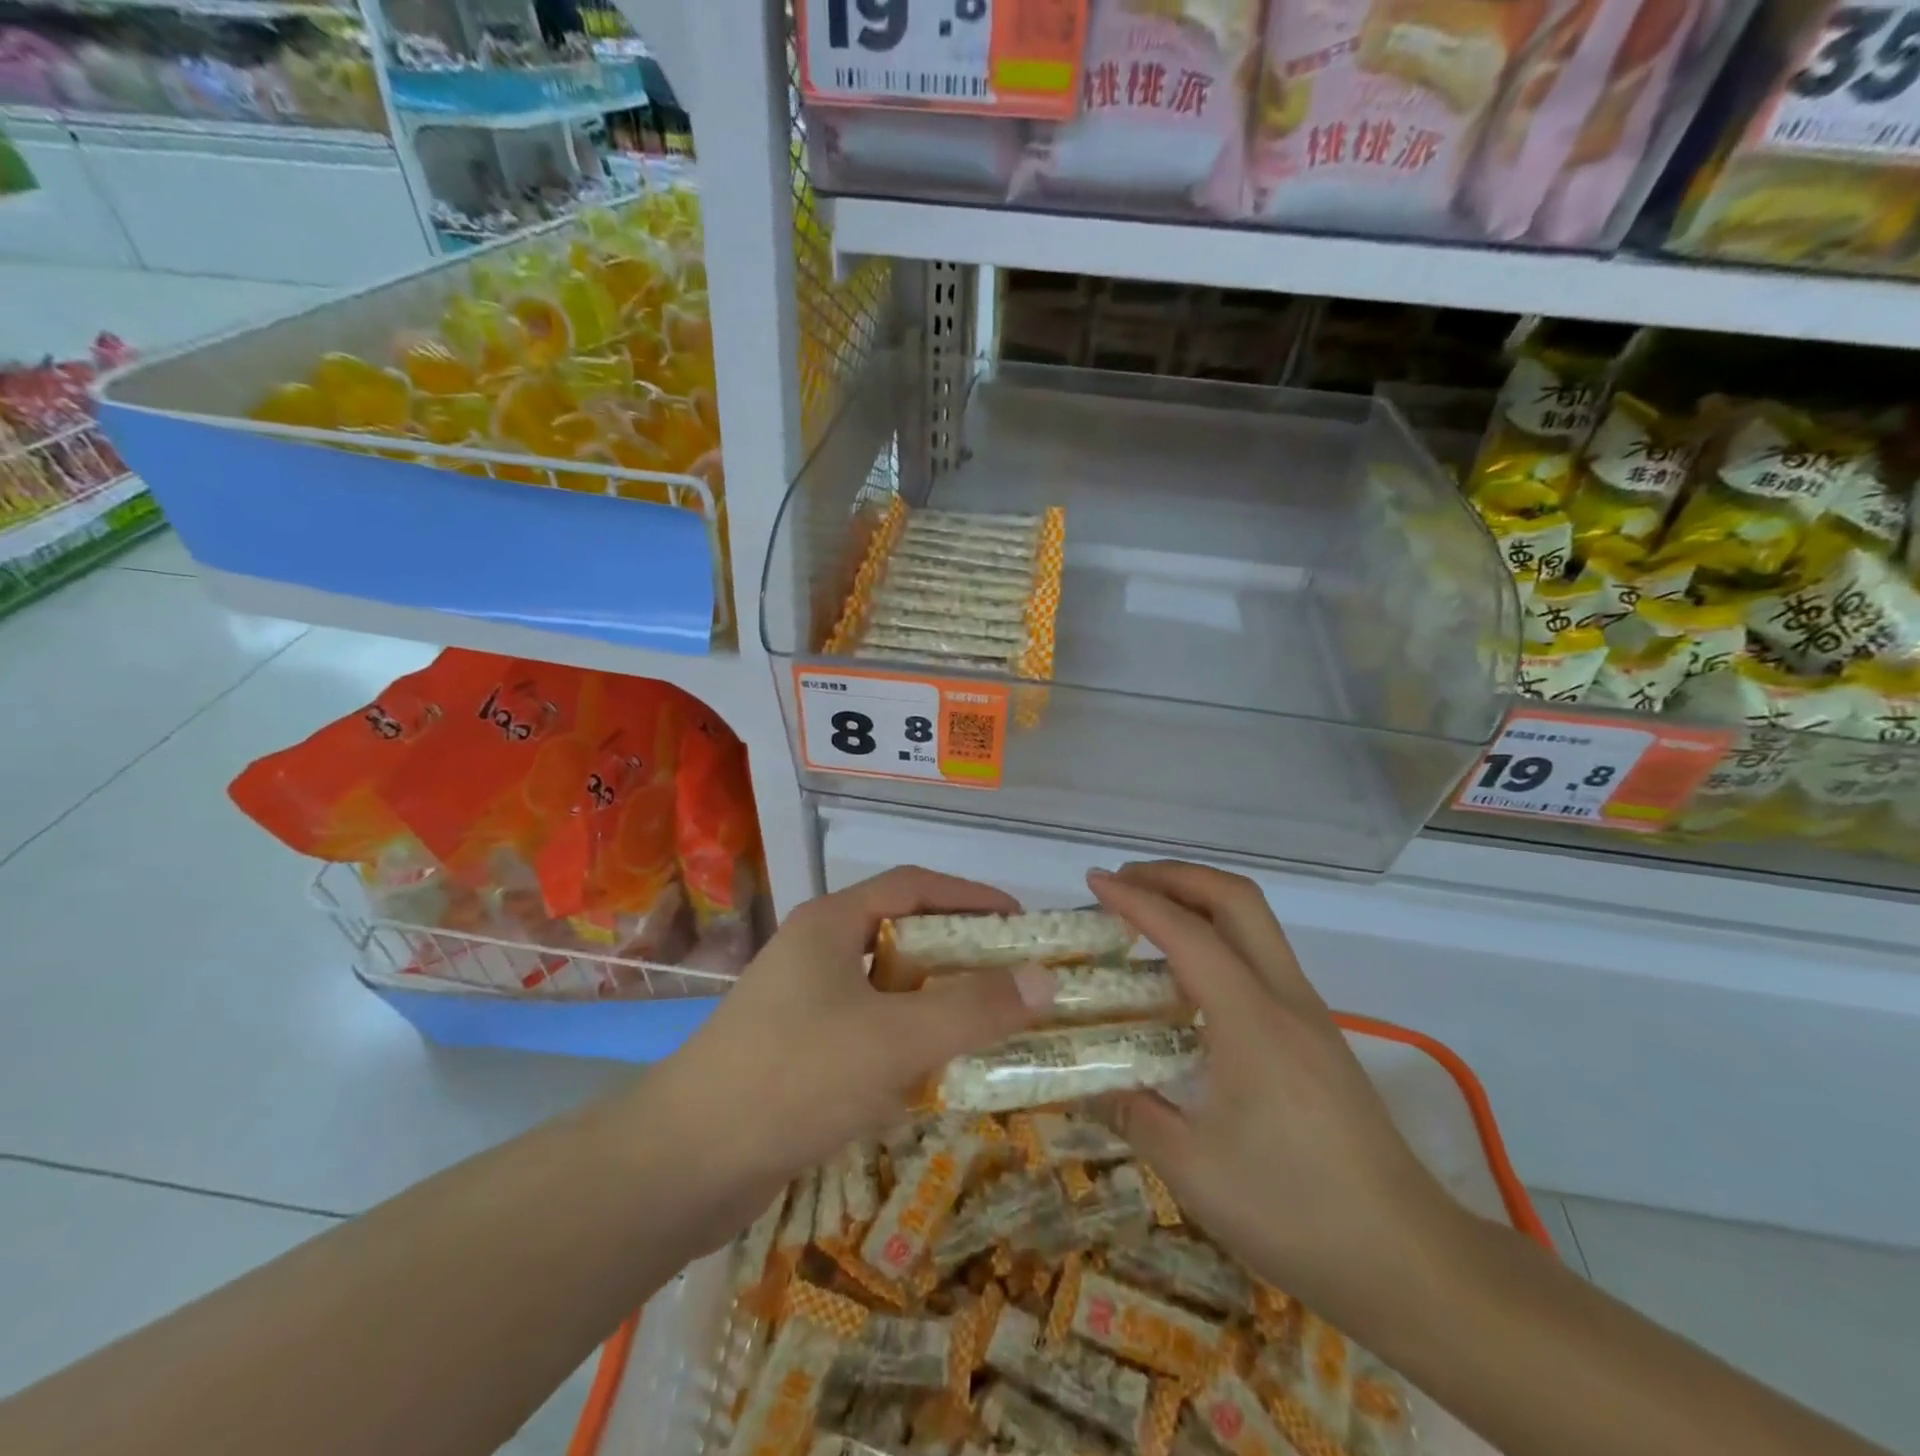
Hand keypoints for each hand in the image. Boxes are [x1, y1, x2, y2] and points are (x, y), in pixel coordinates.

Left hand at [649, 867, 1045, 1231]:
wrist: (684, 1165)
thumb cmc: (794, 1077)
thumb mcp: (894, 1039)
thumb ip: (972, 1009)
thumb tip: (1045, 979)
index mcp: (832, 923)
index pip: (914, 886)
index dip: (970, 897)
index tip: (1020, 922)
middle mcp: (815, 952)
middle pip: (901, 936)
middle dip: (958, 955)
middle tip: (1012, 979)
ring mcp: (801, 1003)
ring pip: (885, 989)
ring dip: (934, 1004)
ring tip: (985, 1026)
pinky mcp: (796, 1051)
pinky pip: (866, 1032)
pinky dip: (904, 1044)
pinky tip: (932, 1078)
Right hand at [1087, 861, 1461, 1320]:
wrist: (1412, 1261)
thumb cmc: (1297, 1212)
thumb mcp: (1194, 1171)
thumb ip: (1132, 1114)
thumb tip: (1083, 1084)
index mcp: (1253, 1022)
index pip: (1187, 933)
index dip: (1136, 900)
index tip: (1094, 882)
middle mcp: (1285, 998)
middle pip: (1236, 898)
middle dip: (1176, 875)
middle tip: (1124, 883)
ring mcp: (1308, 1012)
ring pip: (1254, 922)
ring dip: (1199, 900)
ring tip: (1146, 917)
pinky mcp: (1317, 1032)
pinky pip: (1261, 956)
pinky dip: (1217, 937)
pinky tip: (1187, 979)